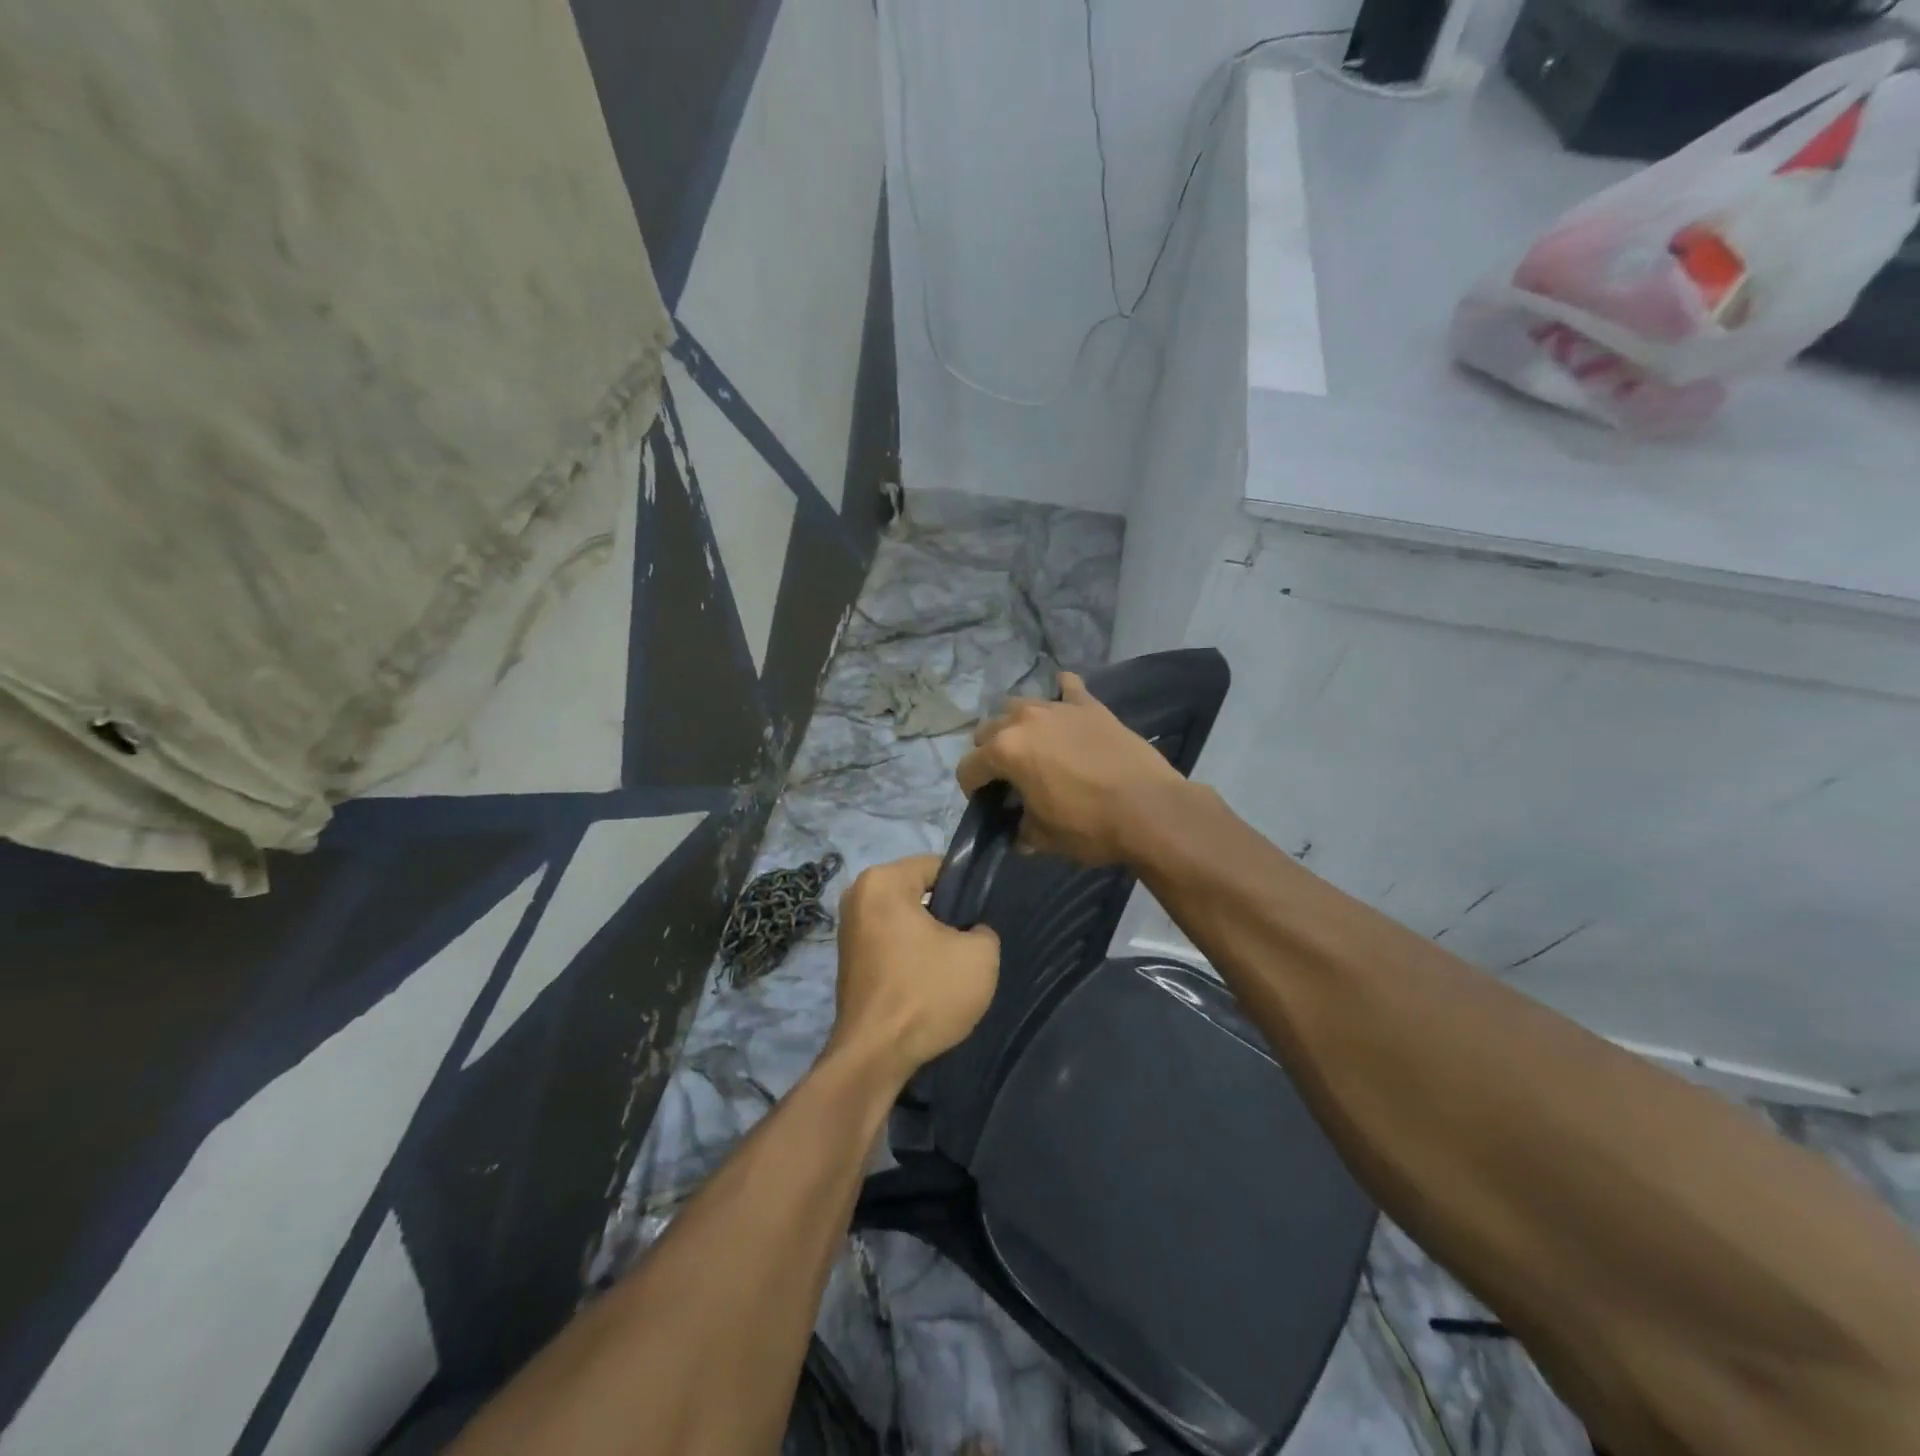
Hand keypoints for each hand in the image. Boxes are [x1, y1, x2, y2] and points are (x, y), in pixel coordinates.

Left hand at [829, 855, 999, 1080]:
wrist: (875, 1057)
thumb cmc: (926, 993)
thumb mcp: (980, 954)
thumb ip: (983, 928)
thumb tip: (970, 931)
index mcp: (882, 881)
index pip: (937, 865)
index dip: (967, 887)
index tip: (983, 914)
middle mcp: (857, 896)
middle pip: (919, 892)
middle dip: (947, 913)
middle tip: (972, 941)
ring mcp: (849, 930)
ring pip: (906, 920)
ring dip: (929, 937)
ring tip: (953, 964)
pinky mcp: (849, 961)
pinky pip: (891, 943)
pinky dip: (911, 956)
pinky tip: (930, 981)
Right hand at [956, 671, 1188, 865]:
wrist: (1149, 809)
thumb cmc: (1089, 826)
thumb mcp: (1044, 837)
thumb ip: (1022, 829)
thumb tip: (1019, 832)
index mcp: (1005, 751)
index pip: (969, 767)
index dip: (972, 788)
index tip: (986, 803)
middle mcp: (1024, 721)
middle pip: (988, 729)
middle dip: (990, 752)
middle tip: (1008, 776)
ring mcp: (1058, 708)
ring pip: (1021, 704)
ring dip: (1017, 723)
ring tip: (1032, 744)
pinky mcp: (1090, 705)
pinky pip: (1068, 687)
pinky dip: (1062, 694)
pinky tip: (1065, 703)